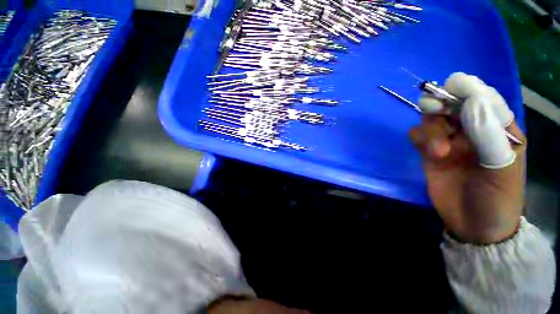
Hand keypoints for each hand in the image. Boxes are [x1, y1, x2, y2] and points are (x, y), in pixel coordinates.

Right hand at [409, 73, 526, 243]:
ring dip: (430, 130)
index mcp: (498, 129)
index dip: (468, 89)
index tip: (452, 85)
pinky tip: (427, 152)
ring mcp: (450, 142)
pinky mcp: (430, 153)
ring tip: (436, 151)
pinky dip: (419, 139)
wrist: (474, 226)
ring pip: (432, 120)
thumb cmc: (497, 199)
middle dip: (441, 104)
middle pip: (452, 106)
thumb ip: (488, 133)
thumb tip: (471, 100)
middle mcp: (472, 130)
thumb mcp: (501, 167)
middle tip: (432, 109)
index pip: (484, 100)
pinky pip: (418, 136)